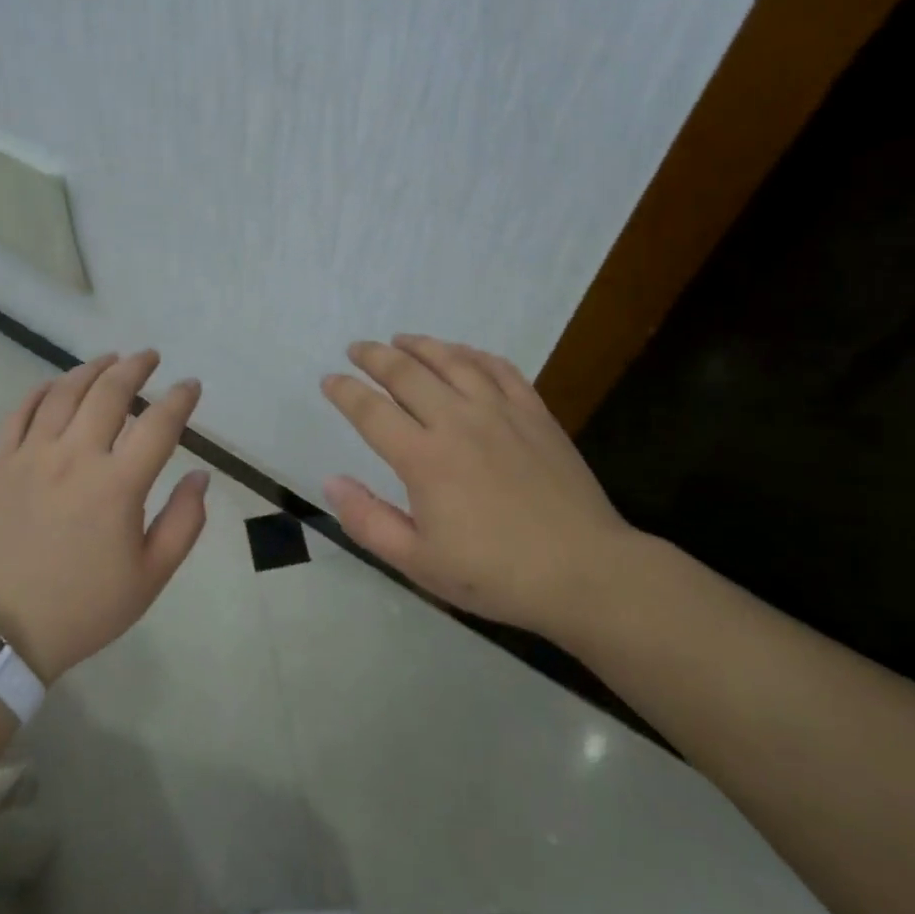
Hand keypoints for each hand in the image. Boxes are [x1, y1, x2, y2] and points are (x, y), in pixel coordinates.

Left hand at [0, 352, 207, 681]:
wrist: (1, 631)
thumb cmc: (85, 607)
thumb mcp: (150, 577)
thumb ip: (184, 522)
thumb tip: (200, 476)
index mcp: (118, 485)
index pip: (158, 424)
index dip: (180, 399)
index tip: (191, 386)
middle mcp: (75, 457)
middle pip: (109, 393)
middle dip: (135, 367)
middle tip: (150, 357)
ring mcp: (31, 456)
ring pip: (64, 393)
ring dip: (91, 369)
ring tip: (110, 360)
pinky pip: (19, 412)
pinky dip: (41, 391)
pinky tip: (55, 385)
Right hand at [320, 335, 638, 641]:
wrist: (585, 572)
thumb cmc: (495, 574)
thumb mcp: (419, 562)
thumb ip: (369, 520)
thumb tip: (331, 481)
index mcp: (424, 459)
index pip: (371, 411)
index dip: (344, 391)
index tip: (329, 380)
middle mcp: (458, 422)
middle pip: (406, 373)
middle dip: (374, 356)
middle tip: (356, 349)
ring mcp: (500, 412)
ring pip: (452, 361)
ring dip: (421, 345)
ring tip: (401, 340)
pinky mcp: (535, 413)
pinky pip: (499, 369)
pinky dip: (474, 354)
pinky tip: (462, 353)